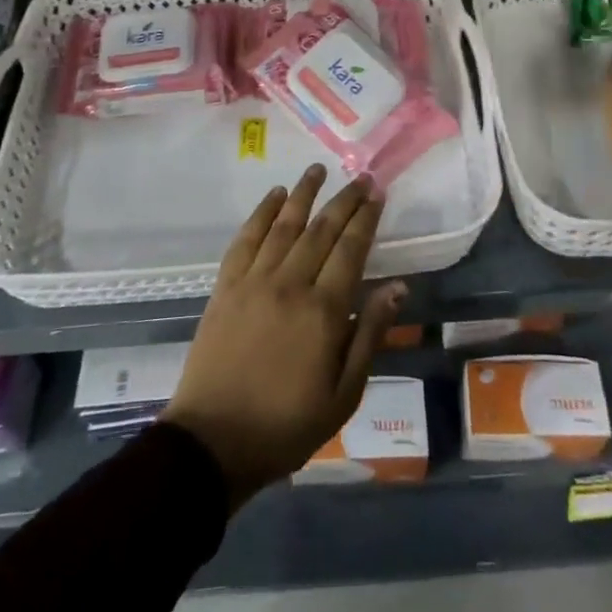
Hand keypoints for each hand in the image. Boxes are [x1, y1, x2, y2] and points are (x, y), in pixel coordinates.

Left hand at [163, 164, 405, 510]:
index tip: (377, 193)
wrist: (213, 442)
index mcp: (323, 311)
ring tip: (317, 169)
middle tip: (360, 177)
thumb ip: (370, 335)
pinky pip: (246, 239)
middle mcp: (290, 284)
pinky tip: (274, 196)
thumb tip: (397, 287)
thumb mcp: (344, 394)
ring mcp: (254, 281)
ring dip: (303, 194)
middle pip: (321, 229)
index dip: (366, 219)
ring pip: (284, 225)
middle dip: (343, 200)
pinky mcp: (226, 286)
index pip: (351, 249)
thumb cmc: (287, 425)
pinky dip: (261, 213)